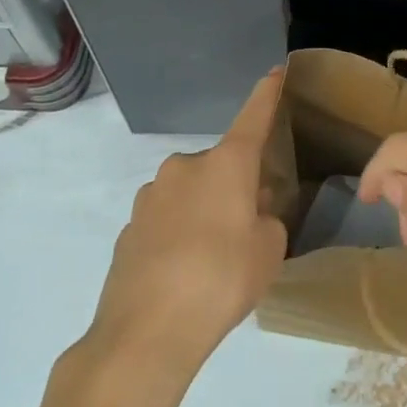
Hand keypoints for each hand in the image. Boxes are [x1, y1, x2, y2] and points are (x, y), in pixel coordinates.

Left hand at [84, 70, 288, 387]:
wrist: (144, 335)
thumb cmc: (221, 281)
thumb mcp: (268, 251)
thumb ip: (266, 220)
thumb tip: (248, 212)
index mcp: (226, 164)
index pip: (254, 117)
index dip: (268, 94)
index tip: (276, 71)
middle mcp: (185, 167)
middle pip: (221, 166)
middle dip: (234, 188)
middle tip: (245, 230)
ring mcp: (151, 195)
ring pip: (191, 194)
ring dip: (204, 212)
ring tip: (211, 263)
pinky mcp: (129, 227)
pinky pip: (166, 221)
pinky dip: (178, 236)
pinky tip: (181, 276)